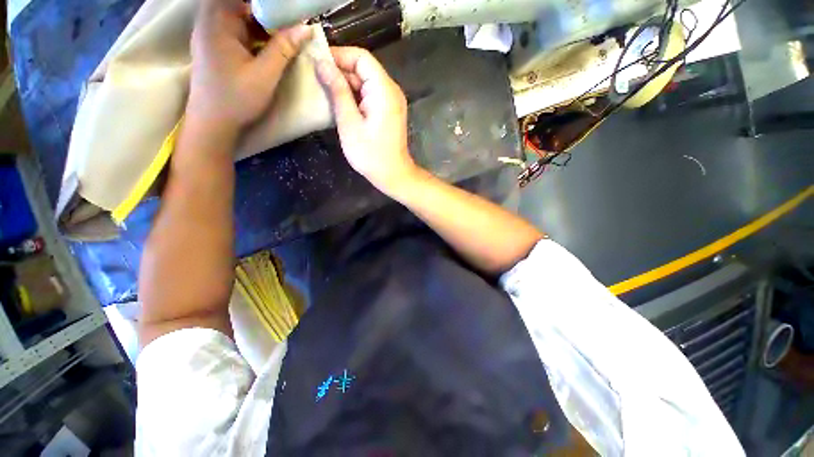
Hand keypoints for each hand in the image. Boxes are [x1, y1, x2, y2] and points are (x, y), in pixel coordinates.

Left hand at [188, 0, 311, 132]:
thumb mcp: (265, 75)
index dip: (269, 4)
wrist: (213, 123)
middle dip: (268, 10)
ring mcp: (212, 33)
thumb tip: (306, 28)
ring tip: (286, 31)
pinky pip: (238, 28)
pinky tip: (271, 42)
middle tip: (292, 20)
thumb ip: (284, 49)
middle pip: (241, 4)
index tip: (288, 9)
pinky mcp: (216, 45)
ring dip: (263, 21)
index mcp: (218, 20)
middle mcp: (211, 20)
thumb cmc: (237, 99)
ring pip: (240, 15)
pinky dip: (255, 32)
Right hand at [315, 47, 417, 194]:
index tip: (316, 61)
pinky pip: (370, 95)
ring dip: (346, 84)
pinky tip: (339, 102)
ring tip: (323, 89)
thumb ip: (338, 91)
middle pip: (364, 69)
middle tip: (315, 77)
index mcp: (384, 90)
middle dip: (340, 71)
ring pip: (366, 82)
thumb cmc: (370, 154)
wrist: (393, 175)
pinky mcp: (389, 112)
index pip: (361, 57)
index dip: (338, 55)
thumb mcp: (349, 123)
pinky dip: (355, 96)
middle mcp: (391, 91)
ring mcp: (392, 102)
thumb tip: (322, 63)